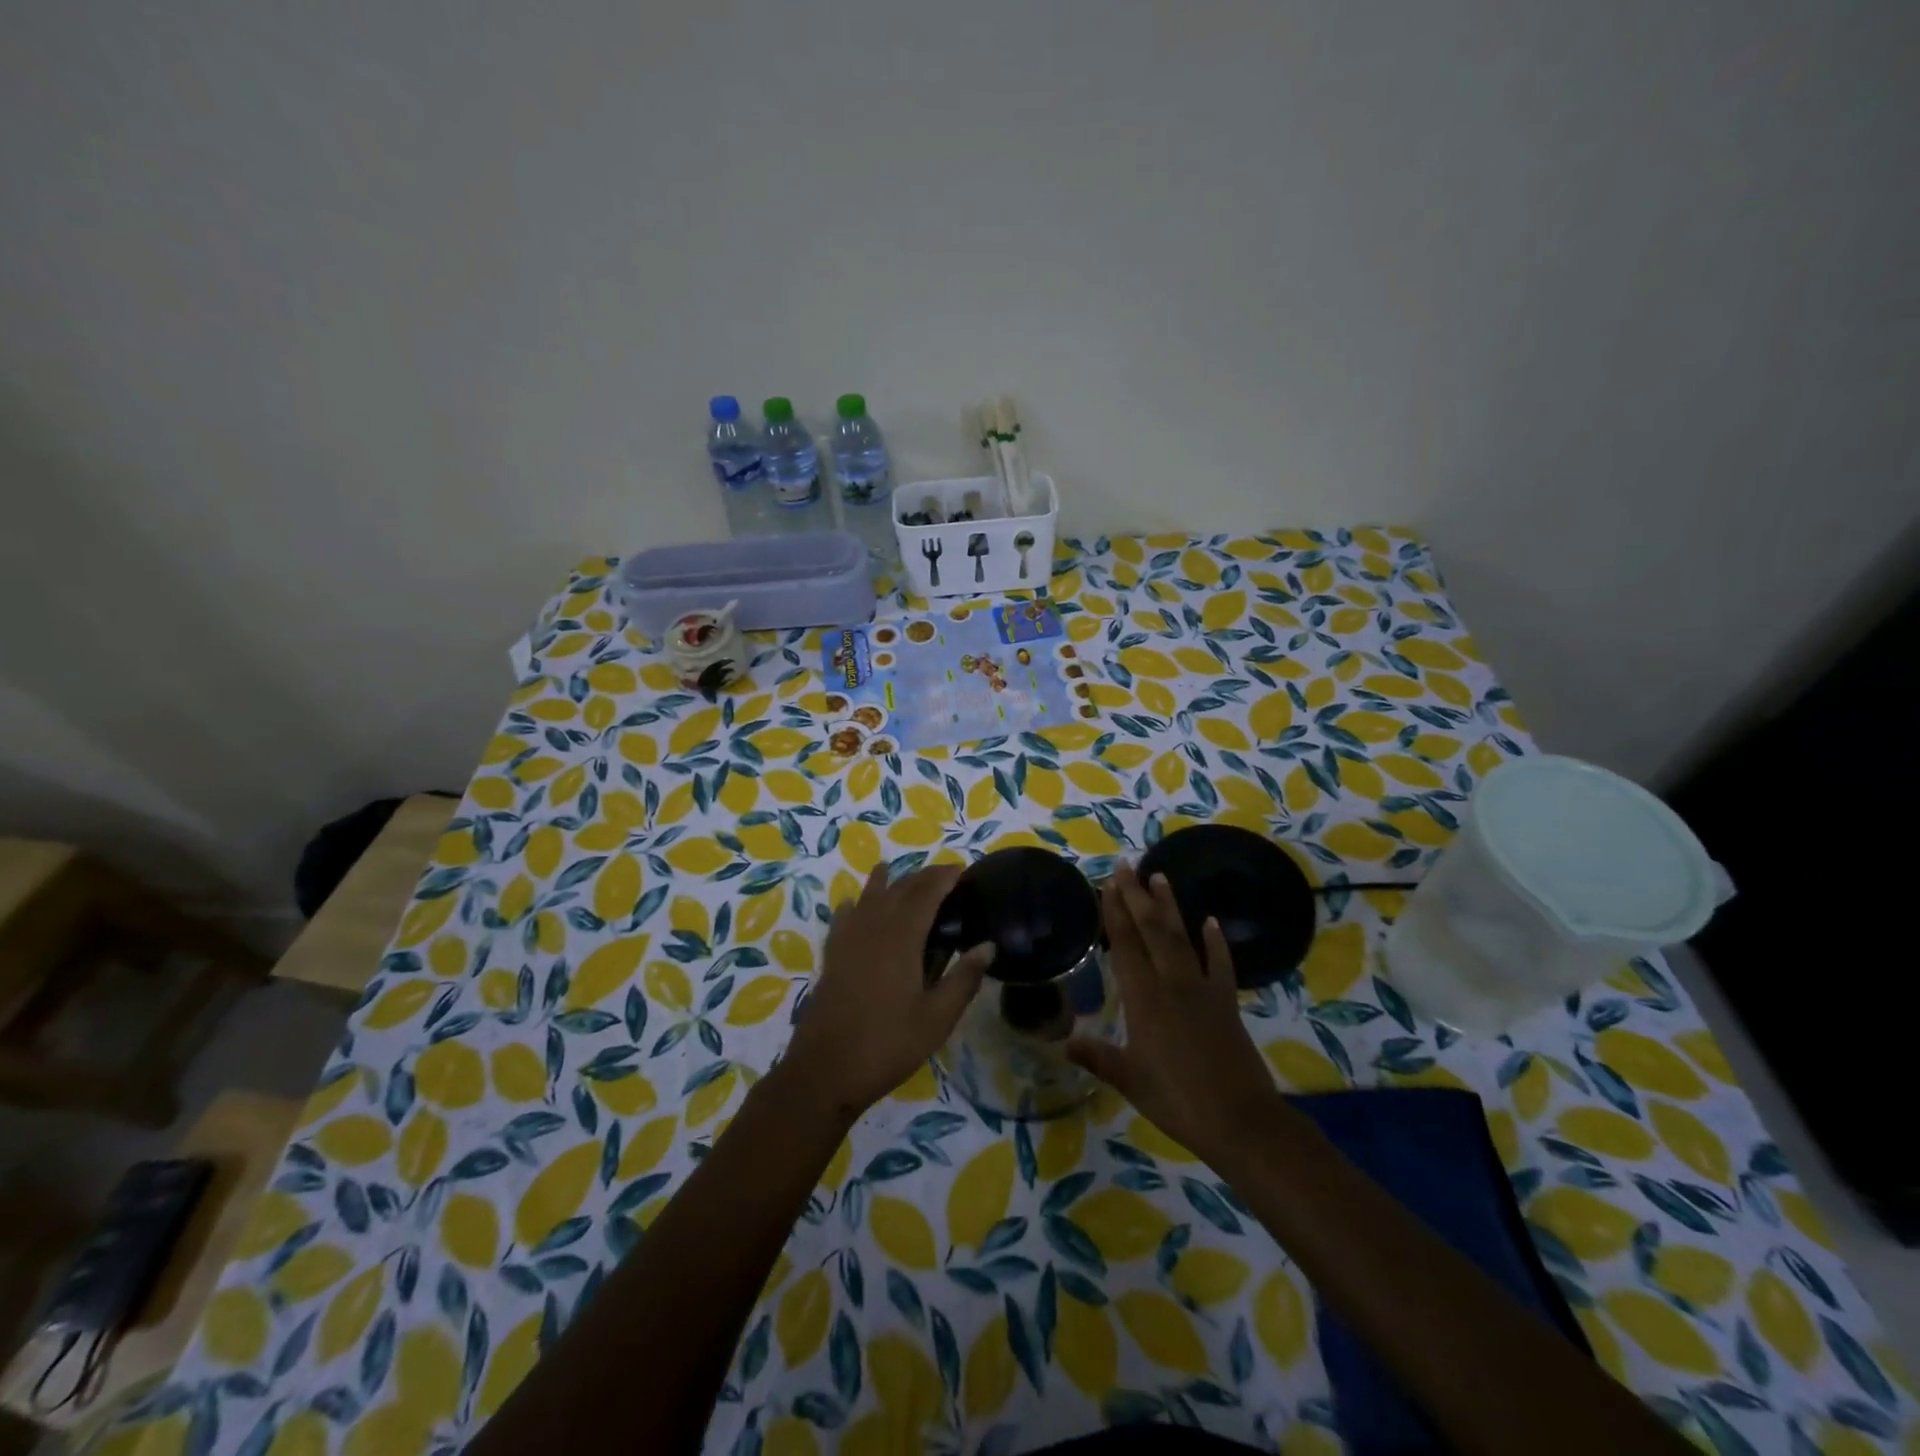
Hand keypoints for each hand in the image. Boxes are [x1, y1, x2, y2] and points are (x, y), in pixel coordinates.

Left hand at [781, 863, 994, 1120]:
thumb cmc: (888, 1045)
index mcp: (901, 938)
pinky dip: (852, 905)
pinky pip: (842, 919)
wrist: (825, 1071)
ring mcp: (847, 941)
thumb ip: (963, 979)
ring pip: (867, 898)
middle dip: (921, 877)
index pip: (925, 894)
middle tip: (943, 875)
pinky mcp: (832, 957)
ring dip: (884, 882)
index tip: (962, 869)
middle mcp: (872, 929)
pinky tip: (852, 904)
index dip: (943, 877)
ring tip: (893, 870)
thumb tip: (988, 945)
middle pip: (898, 890)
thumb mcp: (937, 1018)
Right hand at [1066, 862, 1279, 1164]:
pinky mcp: (1226, 1002)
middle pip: (1152, 931)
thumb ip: (1097, 1056)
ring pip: (1182, 938)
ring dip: (1169, 907)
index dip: (1116, 913)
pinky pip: (1220, 964)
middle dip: (1137, 896)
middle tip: (1127, 866)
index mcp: (1144, 1000)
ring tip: (1160, 876)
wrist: (1240, 1120)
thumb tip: (1064, 1041)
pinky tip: (1210, 922)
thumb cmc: (1178, 1100)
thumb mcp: (1129, 1080)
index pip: (1126, 946)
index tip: (1108, 884)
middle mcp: (1172, 984)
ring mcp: (1202, 990)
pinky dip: (1216, 942)